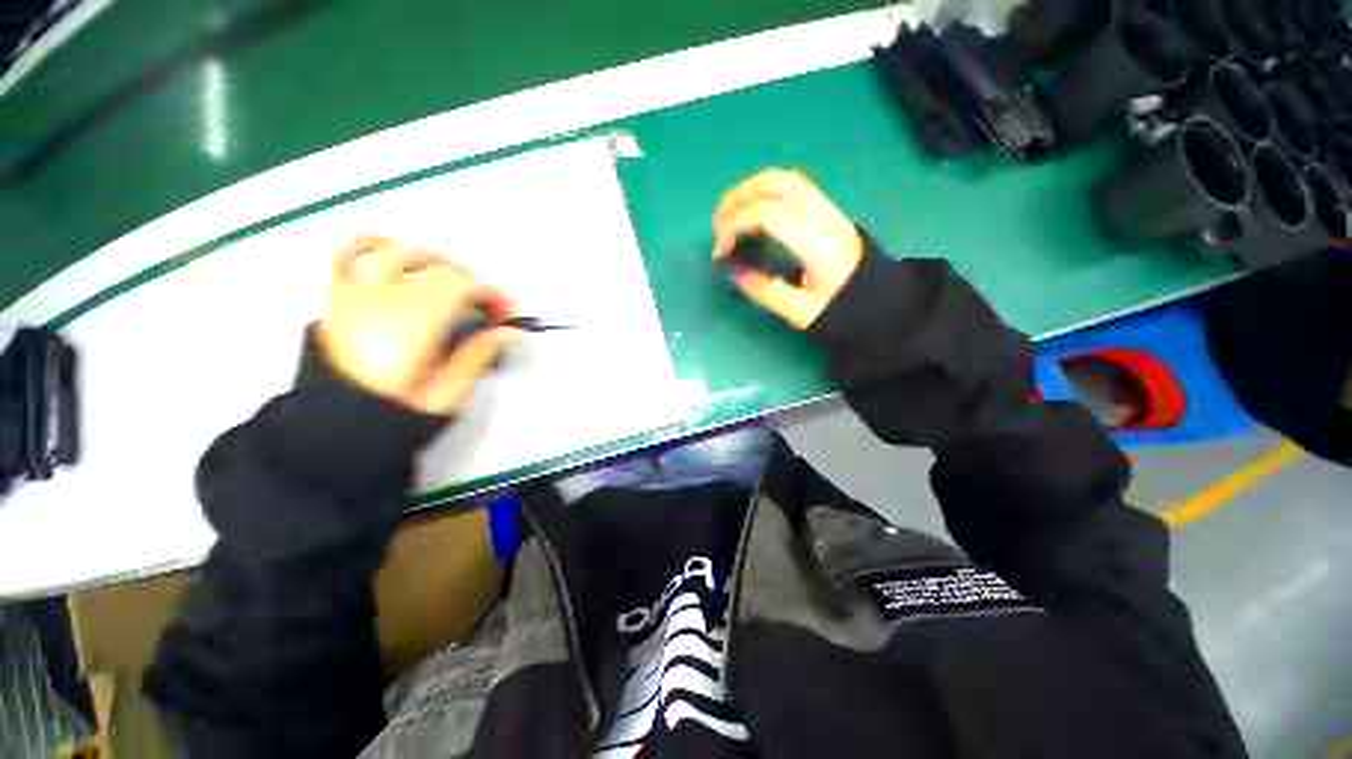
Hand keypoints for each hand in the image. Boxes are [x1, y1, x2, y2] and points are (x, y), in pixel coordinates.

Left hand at [318, 235, 520, 415]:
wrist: (336, 427)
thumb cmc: (396, 411)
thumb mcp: (448, 392)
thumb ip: (480, 354)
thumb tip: (511, 332)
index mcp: (416, 322)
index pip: (464, 287)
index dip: (494, 295)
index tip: (509, 314)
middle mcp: (385, 298)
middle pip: (437, 268)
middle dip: (471, 281)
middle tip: (485, 306)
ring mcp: (354, 293)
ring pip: (395, 251)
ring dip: (429, 258)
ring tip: (445, 277)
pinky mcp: (334, 297)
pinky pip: (342, 253)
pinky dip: (368, 245)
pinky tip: (388, 254)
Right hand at [713, 169, 863, 329]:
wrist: (879, 302)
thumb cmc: (839, 312)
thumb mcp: (797, 312)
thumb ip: (761, 289)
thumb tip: (729, 265)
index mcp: (822, 248)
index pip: (770, 216)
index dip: (735, 227)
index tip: (719, 252)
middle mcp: (828, 218)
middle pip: (777, 184)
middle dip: (737, 199)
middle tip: (716, 227)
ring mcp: (830, 208)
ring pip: (784, 178)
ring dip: (748, 190)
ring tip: (727, 217)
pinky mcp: (827, 208)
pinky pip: (790, 186)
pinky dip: (762, 192)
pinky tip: (749, 211)